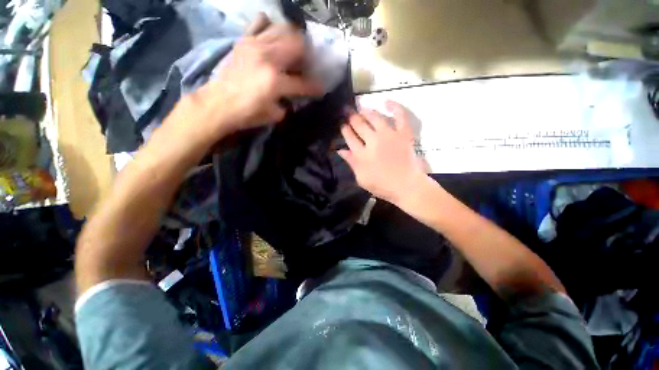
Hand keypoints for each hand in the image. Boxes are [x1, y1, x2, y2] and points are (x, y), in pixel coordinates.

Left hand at [184, 14, 323, 141]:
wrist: (218, 103)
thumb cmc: (247, 113)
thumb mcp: (274, 114)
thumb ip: (287, 103)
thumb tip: (293, 96)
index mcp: (275, 81)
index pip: (303, 83)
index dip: (315, 87)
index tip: (321, 89)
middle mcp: (268, 57)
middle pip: (297, 44)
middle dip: (307, 54)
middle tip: (306, 63)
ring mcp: (255, 45)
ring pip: (282, 28)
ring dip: (292, 38)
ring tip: (292, 49)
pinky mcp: (244, 40)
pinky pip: (260, 22)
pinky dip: (270, 26)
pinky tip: (272, 37)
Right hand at [338, 101, 426, 204]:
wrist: (407, 186)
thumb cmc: (382, 185)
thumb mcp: (362, 178)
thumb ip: (351, 163)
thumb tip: (340, 150)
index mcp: (362, 154)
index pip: (350, 138)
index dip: (345, 130)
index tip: (342, 124)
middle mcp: (373, 141)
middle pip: (359, 125)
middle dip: (351, 117)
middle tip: (347, 110)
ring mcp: (389, 135)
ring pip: (374, 117)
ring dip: (366, 111)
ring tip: (360, 107)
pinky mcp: (403, 133)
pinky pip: (399, 116)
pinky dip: (394, 107)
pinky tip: (386, 101)